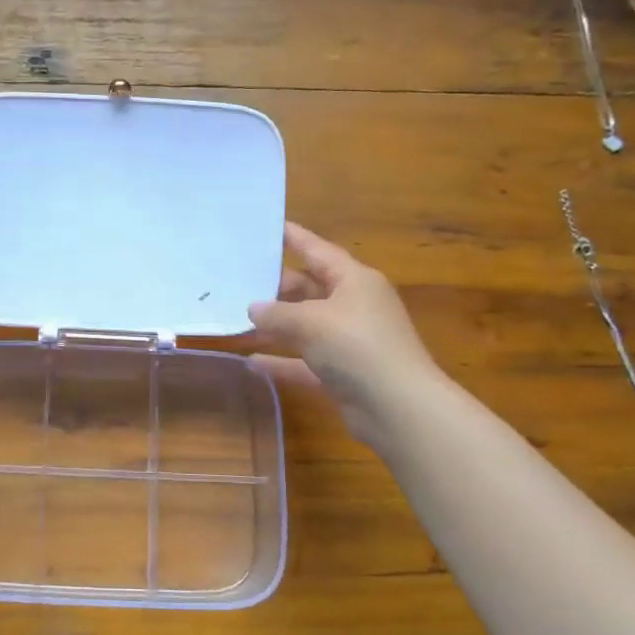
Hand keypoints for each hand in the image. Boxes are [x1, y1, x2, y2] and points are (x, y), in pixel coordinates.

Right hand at [248, 223, 438, 445]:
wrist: (398, 408)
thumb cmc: (357, 346)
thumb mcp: (311, 322)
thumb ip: (277, 313)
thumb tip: (253, 308)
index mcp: (354, 281)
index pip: (318, 250)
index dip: (293, 238)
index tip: (267, 226)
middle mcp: (354, 306)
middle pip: (308, 289)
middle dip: (275, 288)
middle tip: (236, 282)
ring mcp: (349, 341)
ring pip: (305, 326)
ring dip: (274, 326)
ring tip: (236, 320)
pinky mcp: (343, 373)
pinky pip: (304, 361)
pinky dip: (281, 361)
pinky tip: (251, 363)